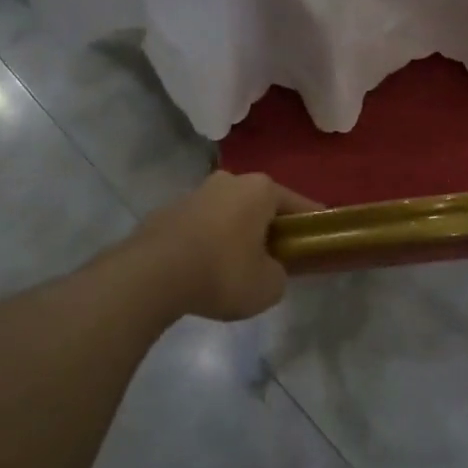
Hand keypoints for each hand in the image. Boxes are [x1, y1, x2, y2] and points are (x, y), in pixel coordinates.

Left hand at [128, 172, 317, 321]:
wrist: (151, 276)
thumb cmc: (222, 272)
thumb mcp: (268, 286)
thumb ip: (278, 273)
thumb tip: (268, 269)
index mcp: (260, 189)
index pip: (298, 204)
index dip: (311, 225)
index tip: (317, 242)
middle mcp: (228, 181)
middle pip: (259, 205)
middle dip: (269, 228)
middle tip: (275, 258)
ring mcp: (194, 193)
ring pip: (227, 214)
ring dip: (235, 235)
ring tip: (235, 268)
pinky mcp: (166, 212)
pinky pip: (199, 227)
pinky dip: (207, 243)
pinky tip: (203, 270)